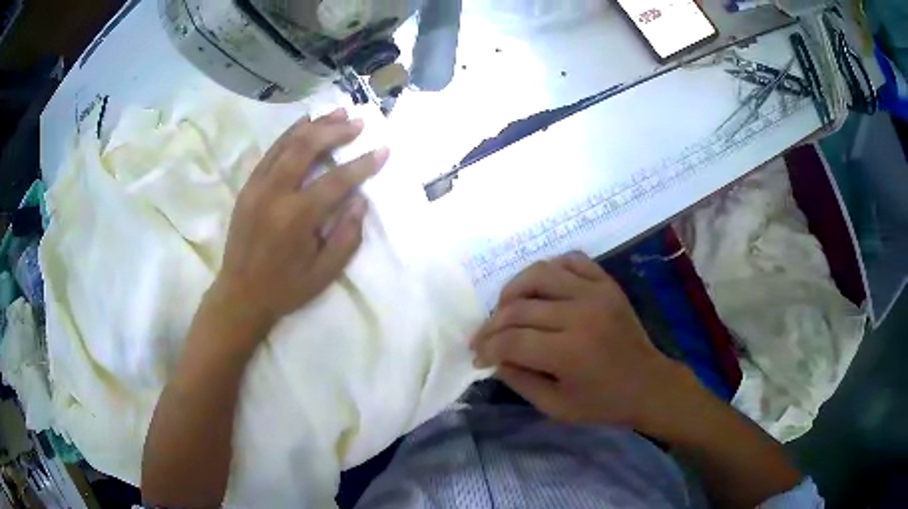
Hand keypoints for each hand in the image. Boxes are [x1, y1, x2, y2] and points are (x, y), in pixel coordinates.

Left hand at [210, 109, 388, 335]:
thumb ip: (346, 236)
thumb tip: (360, 200)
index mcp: (297, 218)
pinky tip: (304, 124)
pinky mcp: (248, 187)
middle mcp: (275, 194)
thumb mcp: (325, 273)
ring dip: (314, 125)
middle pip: (307, 148)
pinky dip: (289, 134)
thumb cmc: (285, 288)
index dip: (363, 164)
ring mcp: (257, 187)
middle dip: (336, 131)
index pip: (336, 181)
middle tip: (358, 122)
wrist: (240, 294)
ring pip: (287, 143)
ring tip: (337, 113)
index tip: (383, 149)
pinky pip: (270, 152)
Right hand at [472, 252, 689, 429]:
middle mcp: (580, 314)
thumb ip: (520, 381)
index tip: (478, 357)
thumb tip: (494, 357)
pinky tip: (541, 288)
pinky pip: (572, 260)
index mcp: (569, 352)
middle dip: (492, 324)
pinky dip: (550, 269)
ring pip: (540, 273)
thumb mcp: (555, 406)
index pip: (512, 340)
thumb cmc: (603, 403)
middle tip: (484, 338)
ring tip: (506, 307)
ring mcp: (596, 293)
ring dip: (514, 289)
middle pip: (519, 307)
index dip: (487, 347)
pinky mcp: (607, 283)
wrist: (649, 384)